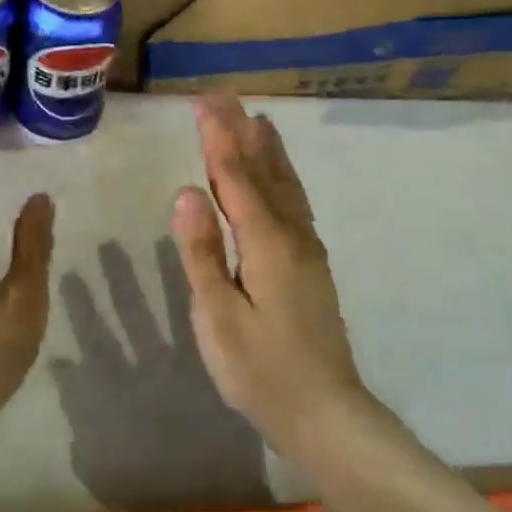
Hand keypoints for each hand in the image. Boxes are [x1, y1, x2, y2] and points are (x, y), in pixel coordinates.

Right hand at [170, 95, 367, 455]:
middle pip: (263, 172)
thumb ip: (202, 252)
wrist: (325, 414)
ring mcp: (307, 250)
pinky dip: (281, 177)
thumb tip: (186, 192)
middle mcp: (292, 235)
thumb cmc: (261, 371)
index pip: (236, 178)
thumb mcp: (218, 317)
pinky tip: (278, 178)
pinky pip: (293, 203)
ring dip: (267, 150)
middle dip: (241, 133)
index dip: (218, 138)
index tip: (204, 101)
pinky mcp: (311, 265)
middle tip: (224, 97)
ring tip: (257, 120)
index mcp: (267, 244)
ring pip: (285, 186)